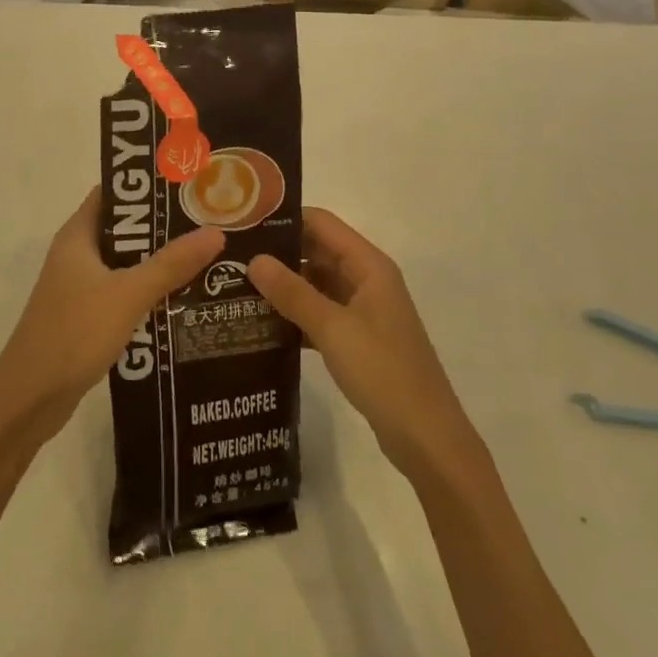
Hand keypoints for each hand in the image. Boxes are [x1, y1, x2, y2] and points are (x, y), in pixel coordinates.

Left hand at [0, 188, 223, 454]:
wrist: (29, 400)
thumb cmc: (73, 334)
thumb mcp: (127, 295)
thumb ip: (171, 264)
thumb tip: (215, 232)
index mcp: (78, 236)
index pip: (114, 194)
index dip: (148, 186)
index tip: (189, 185)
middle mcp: (77, 255)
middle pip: (126, 230)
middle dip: (165, 228)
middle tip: (211, 223)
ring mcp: (80, 288)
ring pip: (127, 265)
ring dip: (161, 263)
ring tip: (210, 258)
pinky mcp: (87, 318)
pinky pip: (125, 294)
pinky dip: (150, 294)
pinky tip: (185, 301)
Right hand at [248, 209, 478, 482]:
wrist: (425, 437)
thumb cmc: (383, 371)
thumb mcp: (333, 328)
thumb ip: (292, 292)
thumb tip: (254, 259)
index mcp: (369, 265)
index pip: (321, 223)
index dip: (284, 219)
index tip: (243, 223)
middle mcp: (367, 279)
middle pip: (317, 251)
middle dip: (278, 253)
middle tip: (231, 257)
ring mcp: (363, 310)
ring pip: (317, 284)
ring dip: (284, 286)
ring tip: (236, 287)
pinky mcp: (358, 339)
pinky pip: (320, 313)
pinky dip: (295, 314)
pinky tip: (261, 324)